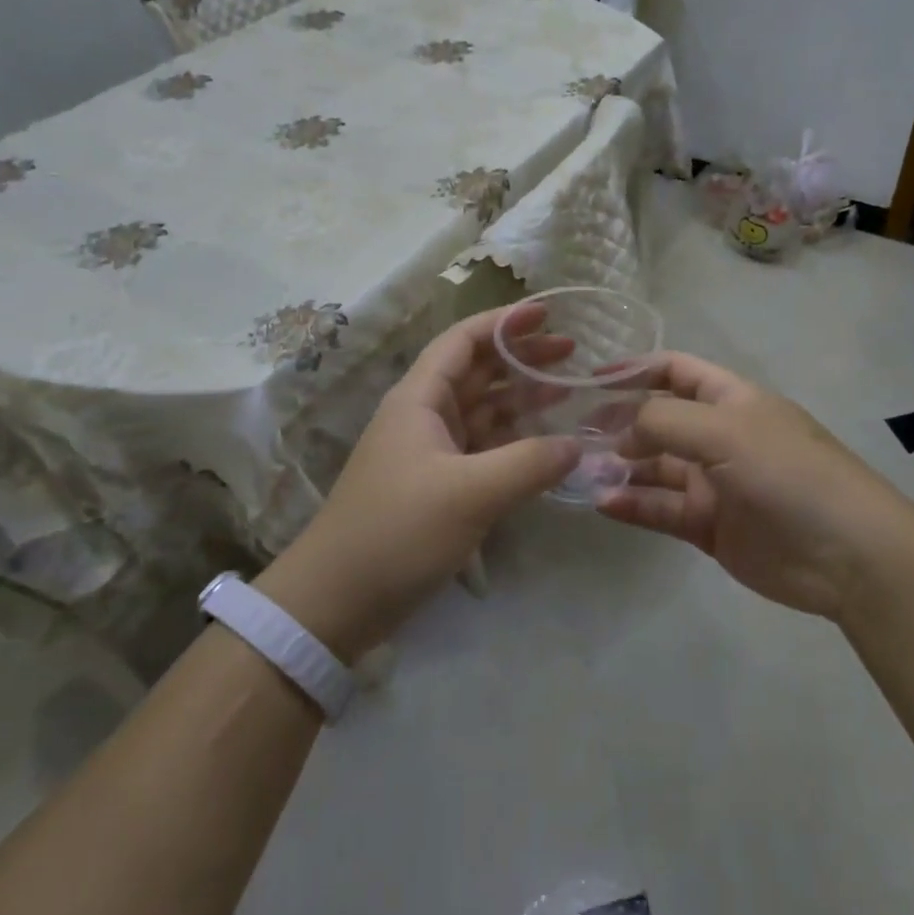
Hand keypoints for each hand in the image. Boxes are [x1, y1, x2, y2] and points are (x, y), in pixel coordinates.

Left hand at [255, 306, 581, 659]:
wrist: (336, 601)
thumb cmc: (398, 532)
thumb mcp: (470, 494)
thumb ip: (529, 463)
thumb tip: (577, 445)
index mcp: (419, 399)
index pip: (463, 341)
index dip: (504, 322)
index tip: (548, 313)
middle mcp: (423, 416)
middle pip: (477, 371)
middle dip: (522, 358)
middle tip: (572, 353)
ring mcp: (430, 452)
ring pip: (482, 410)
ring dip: (522, 399)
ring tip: (568, 390)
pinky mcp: (437, 485)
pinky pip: (483, 448)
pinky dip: (514, 441)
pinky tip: (546, 444)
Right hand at [594, 353, 913, 620]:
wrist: (846, 554)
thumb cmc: (786, 472)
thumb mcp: (724, 431)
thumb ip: (665, 420)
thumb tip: (622, 429)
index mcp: (730, 399)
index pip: (675, 371)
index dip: (635, 370)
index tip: (590, 380)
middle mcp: (719, 436)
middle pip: (659, 420)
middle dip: (620, 422)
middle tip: (575, 434)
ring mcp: (714, 482)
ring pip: (655, 467)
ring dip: (621, 466)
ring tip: (582, 470)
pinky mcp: (709, 525)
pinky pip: (662, 508)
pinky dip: (633, 504)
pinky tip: (604, 502)